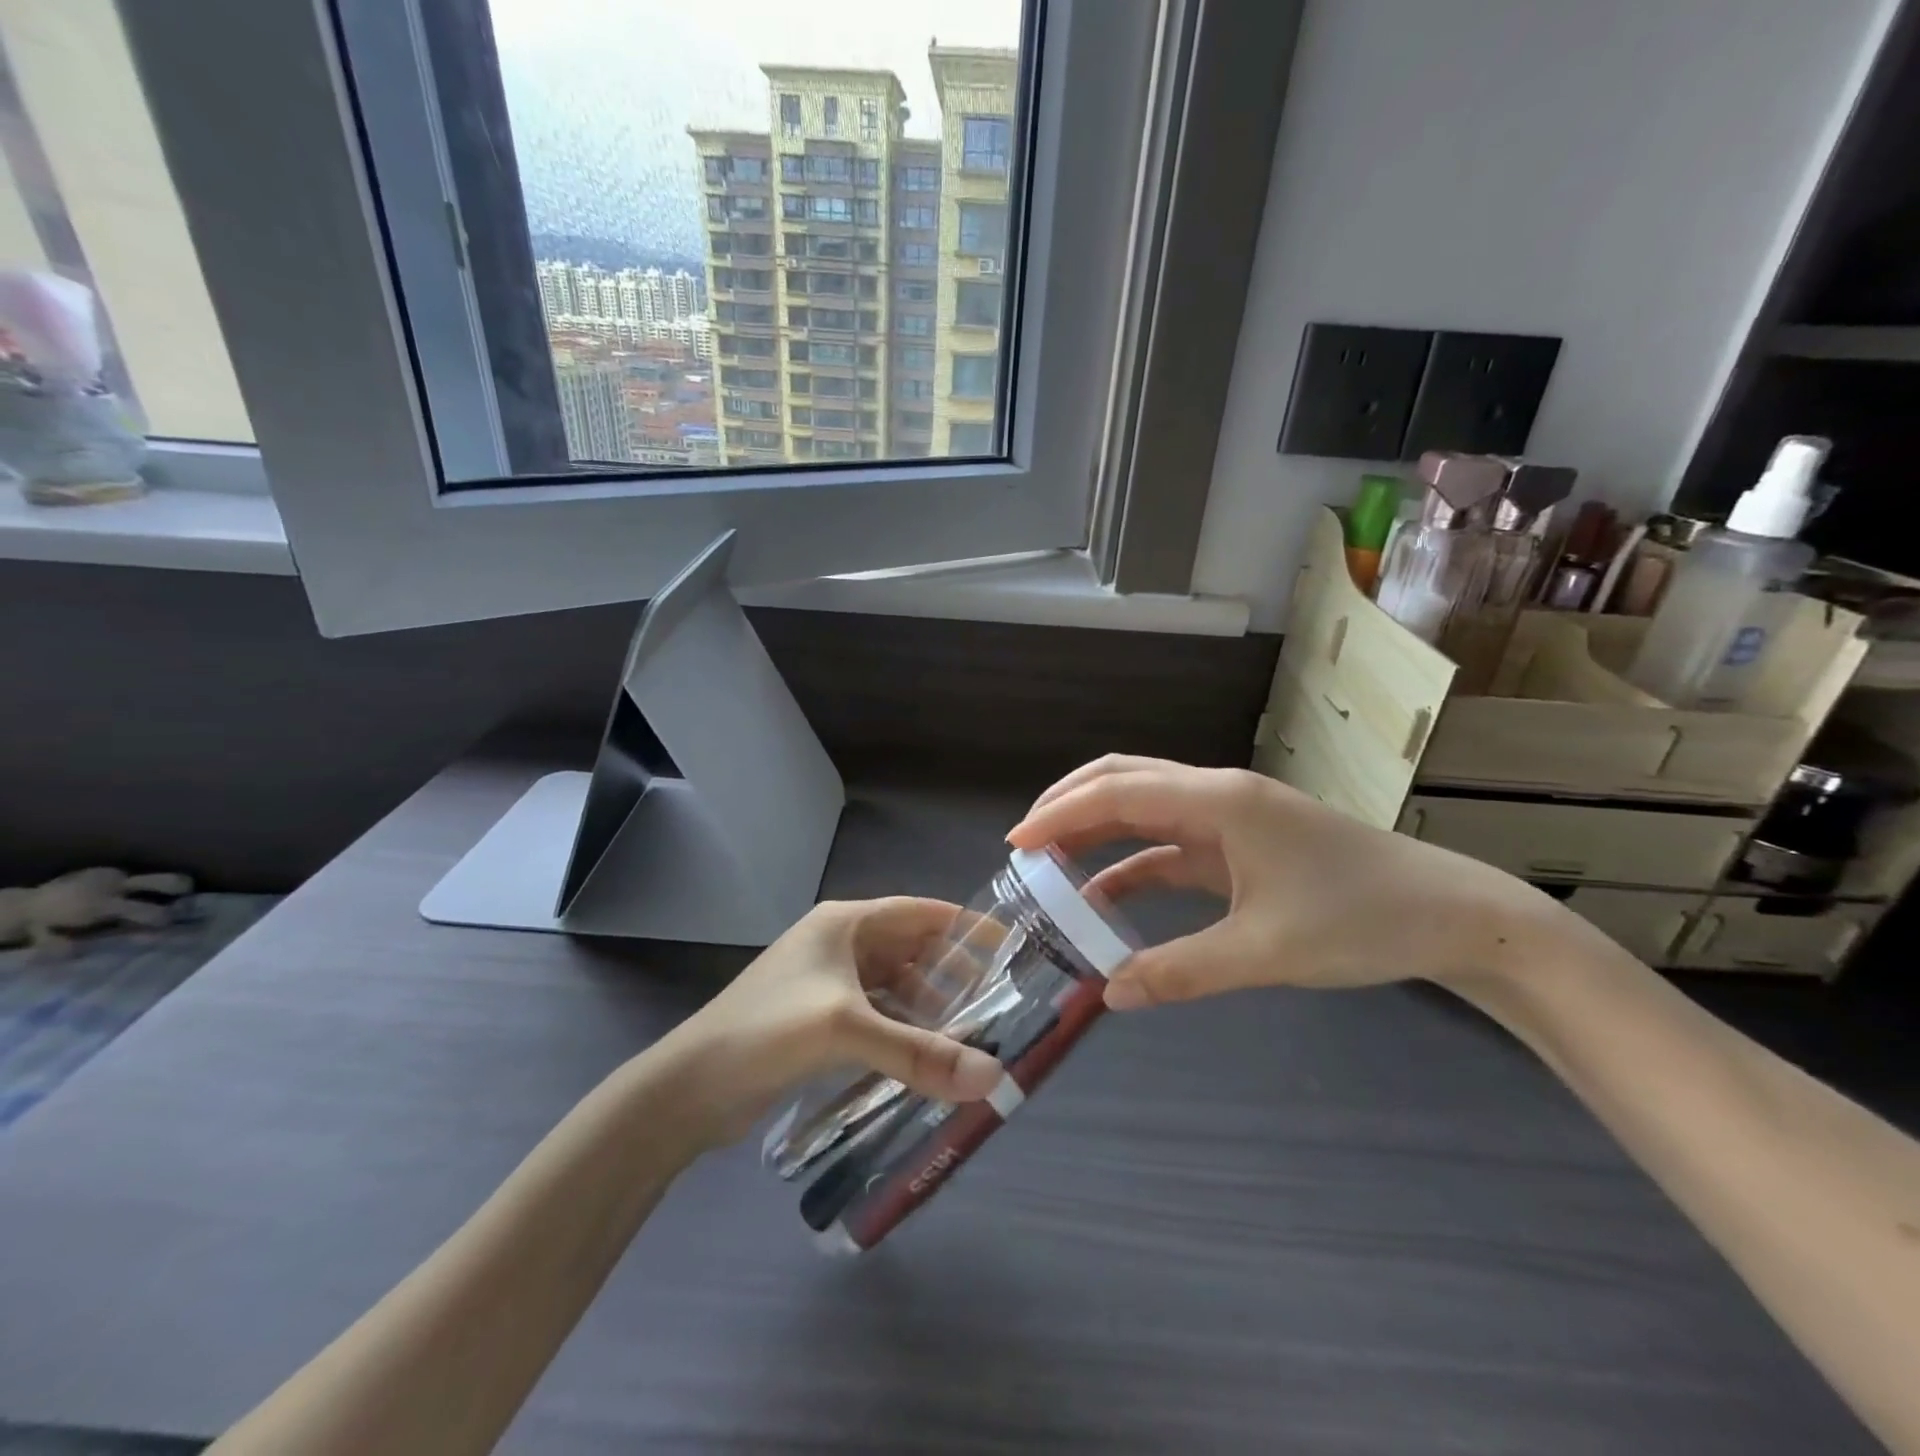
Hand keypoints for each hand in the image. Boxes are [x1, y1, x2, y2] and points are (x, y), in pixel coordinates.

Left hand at [667, 898, 1002, 1140]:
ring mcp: (826, 982)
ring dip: (927, 1006)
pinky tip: (925, 1056)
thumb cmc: (767, 1033)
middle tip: (996, 1003)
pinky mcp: (817, 1018)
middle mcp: (839, 944)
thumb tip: (993, 1078)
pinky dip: (902, 1029)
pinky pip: (875, 1014)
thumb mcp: (846, 1031)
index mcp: (845, 924)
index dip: (964, 927)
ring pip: (894, 985)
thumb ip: (920, 1053)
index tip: (1008, 948)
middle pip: (910, 949)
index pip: (920, 912)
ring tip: (969, 1035)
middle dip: (951, 973)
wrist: (688, 1087)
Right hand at [1009, 756, 1573, 1010]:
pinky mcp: (1241, 843)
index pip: (1120, 793)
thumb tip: (1109, 996)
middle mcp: (1217, 795)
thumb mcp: (1266, 952)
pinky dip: (1132, 861)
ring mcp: (1230, 817)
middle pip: (1125, 780)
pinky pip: (1170, 843)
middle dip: (1069, 804)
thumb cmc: (1361, 920)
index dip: (1061, 813)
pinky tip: (1105, 895)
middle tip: (1024, 843)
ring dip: (1096, 828)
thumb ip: (1182, 970)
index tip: (1016, 842)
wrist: (1450, 915)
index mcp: (1219, 802)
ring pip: (1145, 806)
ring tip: (1050, 862)